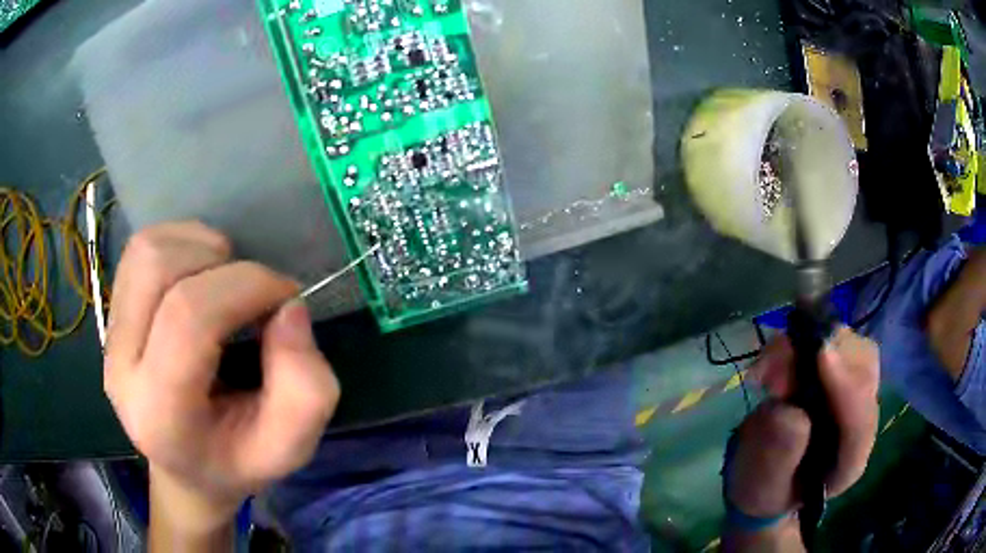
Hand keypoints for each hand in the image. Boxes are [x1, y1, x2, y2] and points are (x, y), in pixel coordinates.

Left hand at [104, 222, 338, 539]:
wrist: (188, 468)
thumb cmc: (237, 460)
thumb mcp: (290, 447)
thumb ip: (306, 388)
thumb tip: (288, 308)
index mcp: (160, 414)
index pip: (188, 318)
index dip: (245, 286)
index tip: (286, 296)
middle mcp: (121, 369)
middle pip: (160, 270)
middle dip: (223, 265)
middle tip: (255, 293)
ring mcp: (109, 337)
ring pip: (147, 251)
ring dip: (199, 248)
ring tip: (226, 281)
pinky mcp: (111, 314)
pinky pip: (140, 249)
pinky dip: (179, 243)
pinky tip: (200, 274)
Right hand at [724, 327, 879, 550]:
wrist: (767, 475)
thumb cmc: (764, 489)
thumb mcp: (761, 487)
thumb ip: (776, 456)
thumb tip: (789, 411)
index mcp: (850, 460)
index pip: (861, 420)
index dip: (846, 386)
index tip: (820, 355)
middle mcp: (860, 416)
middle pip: (864, 368)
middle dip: (825, 356)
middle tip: (774, 374)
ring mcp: (851, 387)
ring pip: (848, 345)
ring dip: (807, 344)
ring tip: (766, 372)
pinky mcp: (836, 367)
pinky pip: (827, 336)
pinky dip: (798, 338)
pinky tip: (772, 361)